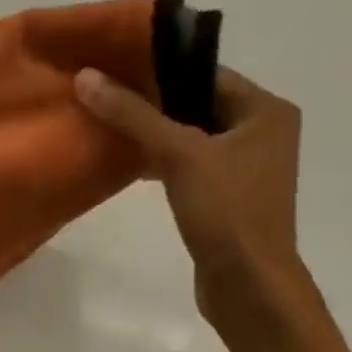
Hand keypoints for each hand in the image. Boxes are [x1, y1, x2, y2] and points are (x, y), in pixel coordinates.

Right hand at [74, 65, 304, 315]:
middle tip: (102, 96)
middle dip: (151, 103)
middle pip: (197, 104)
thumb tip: (86, 77)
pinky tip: (128, 165)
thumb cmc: (225, 210)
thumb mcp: (178, 155)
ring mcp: (245, 167)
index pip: (206, 74)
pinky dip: (161, 162)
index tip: (112, 69)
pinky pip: (189, 165)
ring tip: (106, 127)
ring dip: (153, 134)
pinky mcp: (226, 196)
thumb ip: (133, 115)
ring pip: (190, 137)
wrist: (247, 282)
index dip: (160, 70)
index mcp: (266, 110)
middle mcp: (262, 132)